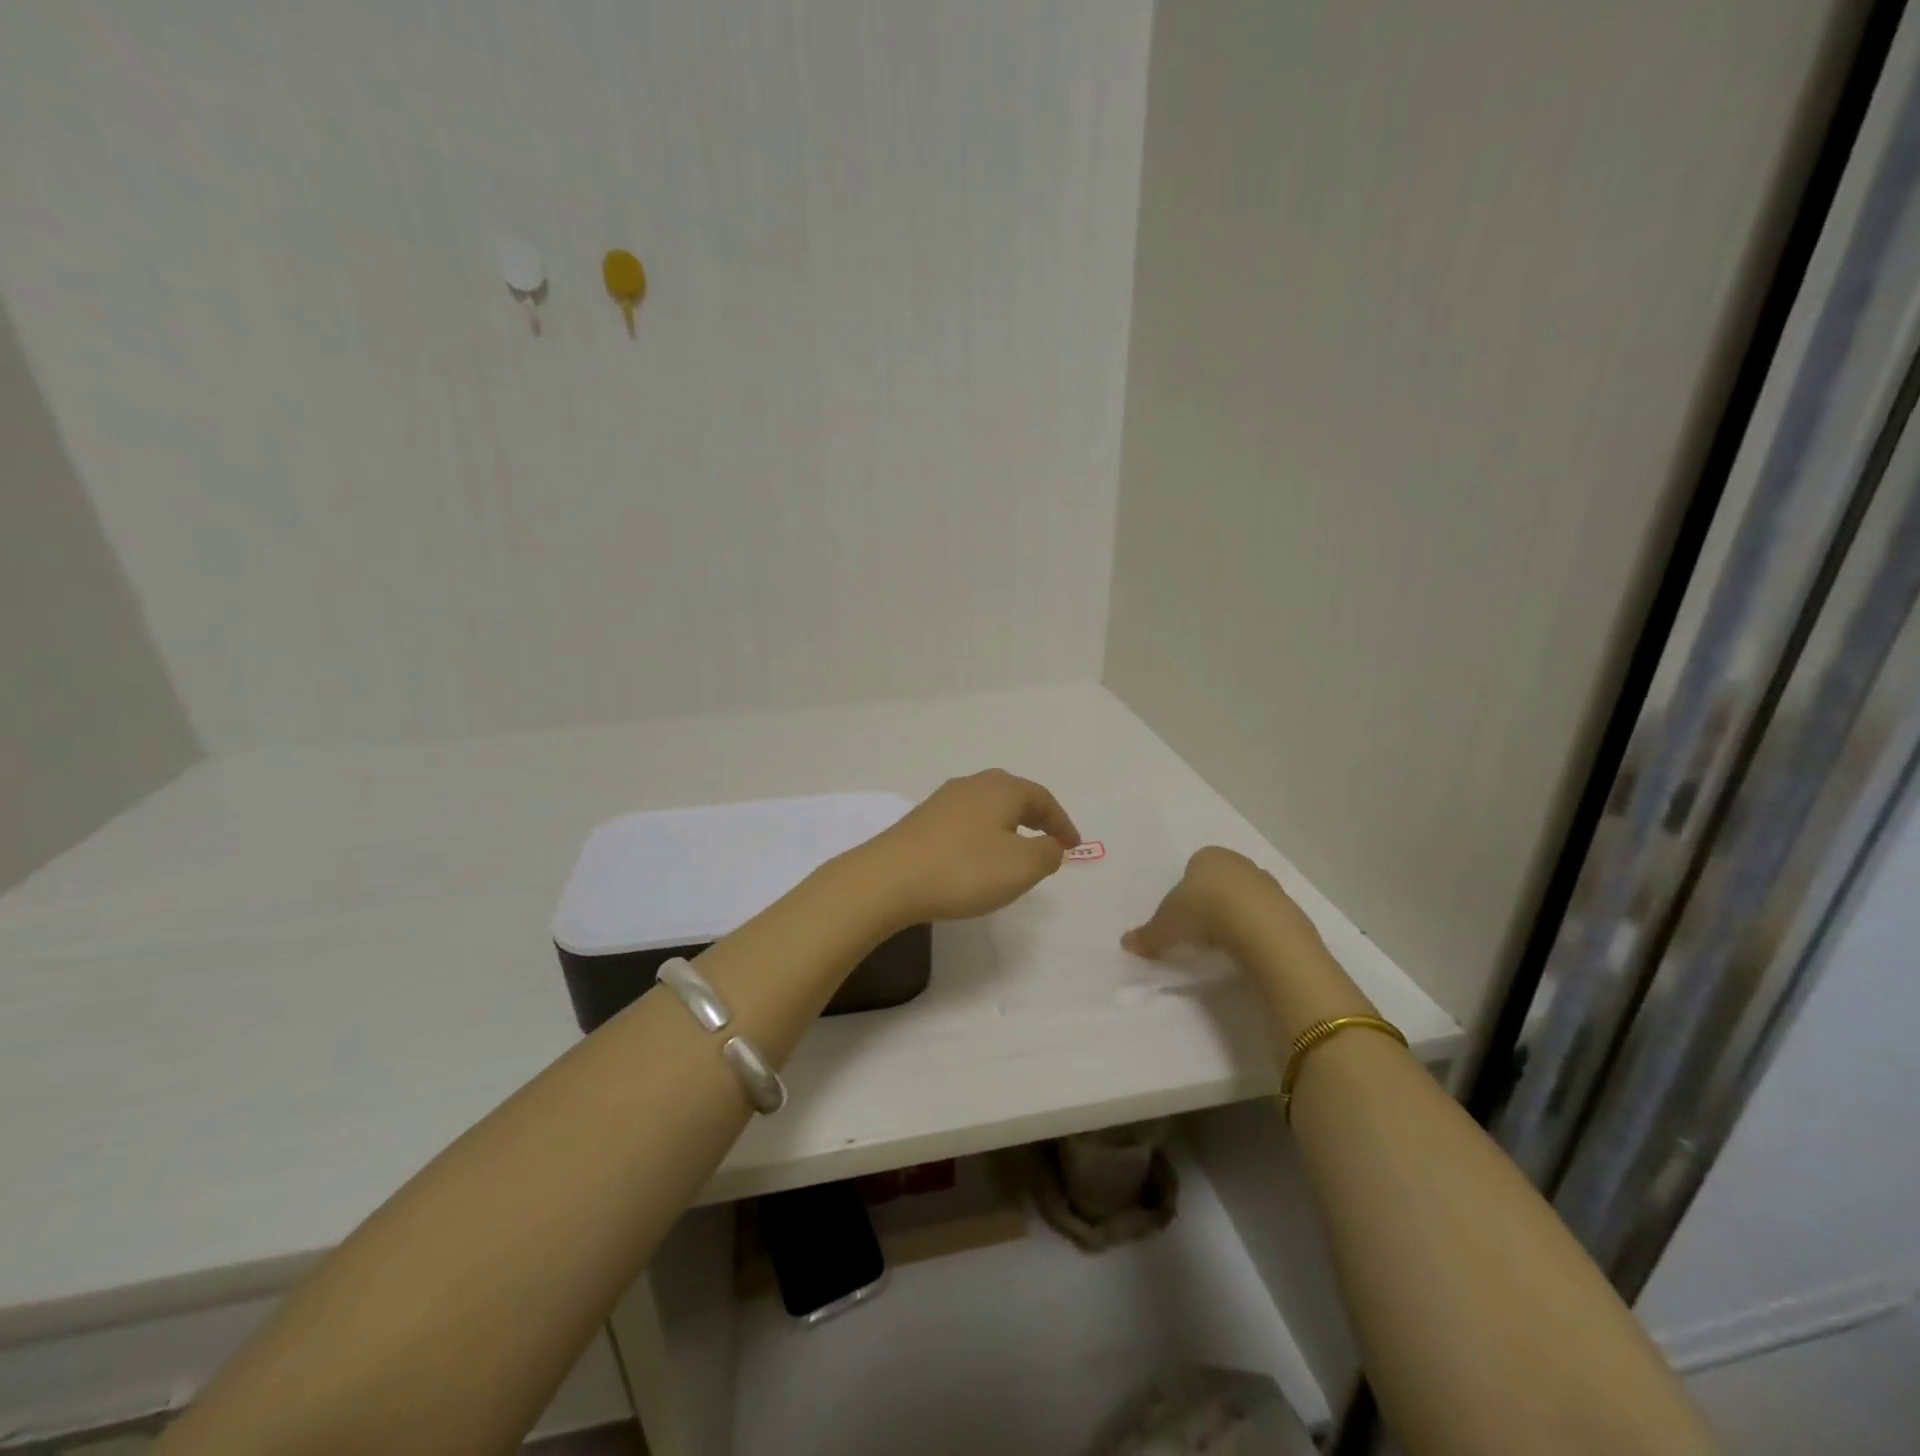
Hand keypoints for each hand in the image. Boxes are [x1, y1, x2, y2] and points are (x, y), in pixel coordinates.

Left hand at [853, 770, 1079, 926]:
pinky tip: (977, 856)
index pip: (1043, 799)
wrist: (888, 879)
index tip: (1073, 847)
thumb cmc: (963, 870)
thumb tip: (1049, 844)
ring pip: (988, 807)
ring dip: (1007, 825)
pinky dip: (982, 834)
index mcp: (1002, 789)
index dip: (1062, 823)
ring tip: (1015, 850)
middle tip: (1049, 840)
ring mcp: (943, 800)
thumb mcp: (1022, 867)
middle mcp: (973, 784)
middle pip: (1014, 795)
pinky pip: (965, 821)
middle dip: (1035, 816)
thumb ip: (1047, 853)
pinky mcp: (922, 820)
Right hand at [1121, 845, 1309, 959]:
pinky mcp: (1289, 907)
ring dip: (1235, 916)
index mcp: (1207, 857)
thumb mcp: (1166, 926)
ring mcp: (1267, 883)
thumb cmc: (1203, 912)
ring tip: (1224, 944)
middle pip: (1221, 881)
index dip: (1186, 892)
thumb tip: (1126, 944)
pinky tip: (1247, 950)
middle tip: (1200, 930)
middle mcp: (1239, 863)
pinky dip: (1256, 931)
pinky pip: (1266, 918)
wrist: (1259, 926)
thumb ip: (1148, 935)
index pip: (1194, 868)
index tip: (1182, 916)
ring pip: (1245, 898)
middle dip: (1212, 902)